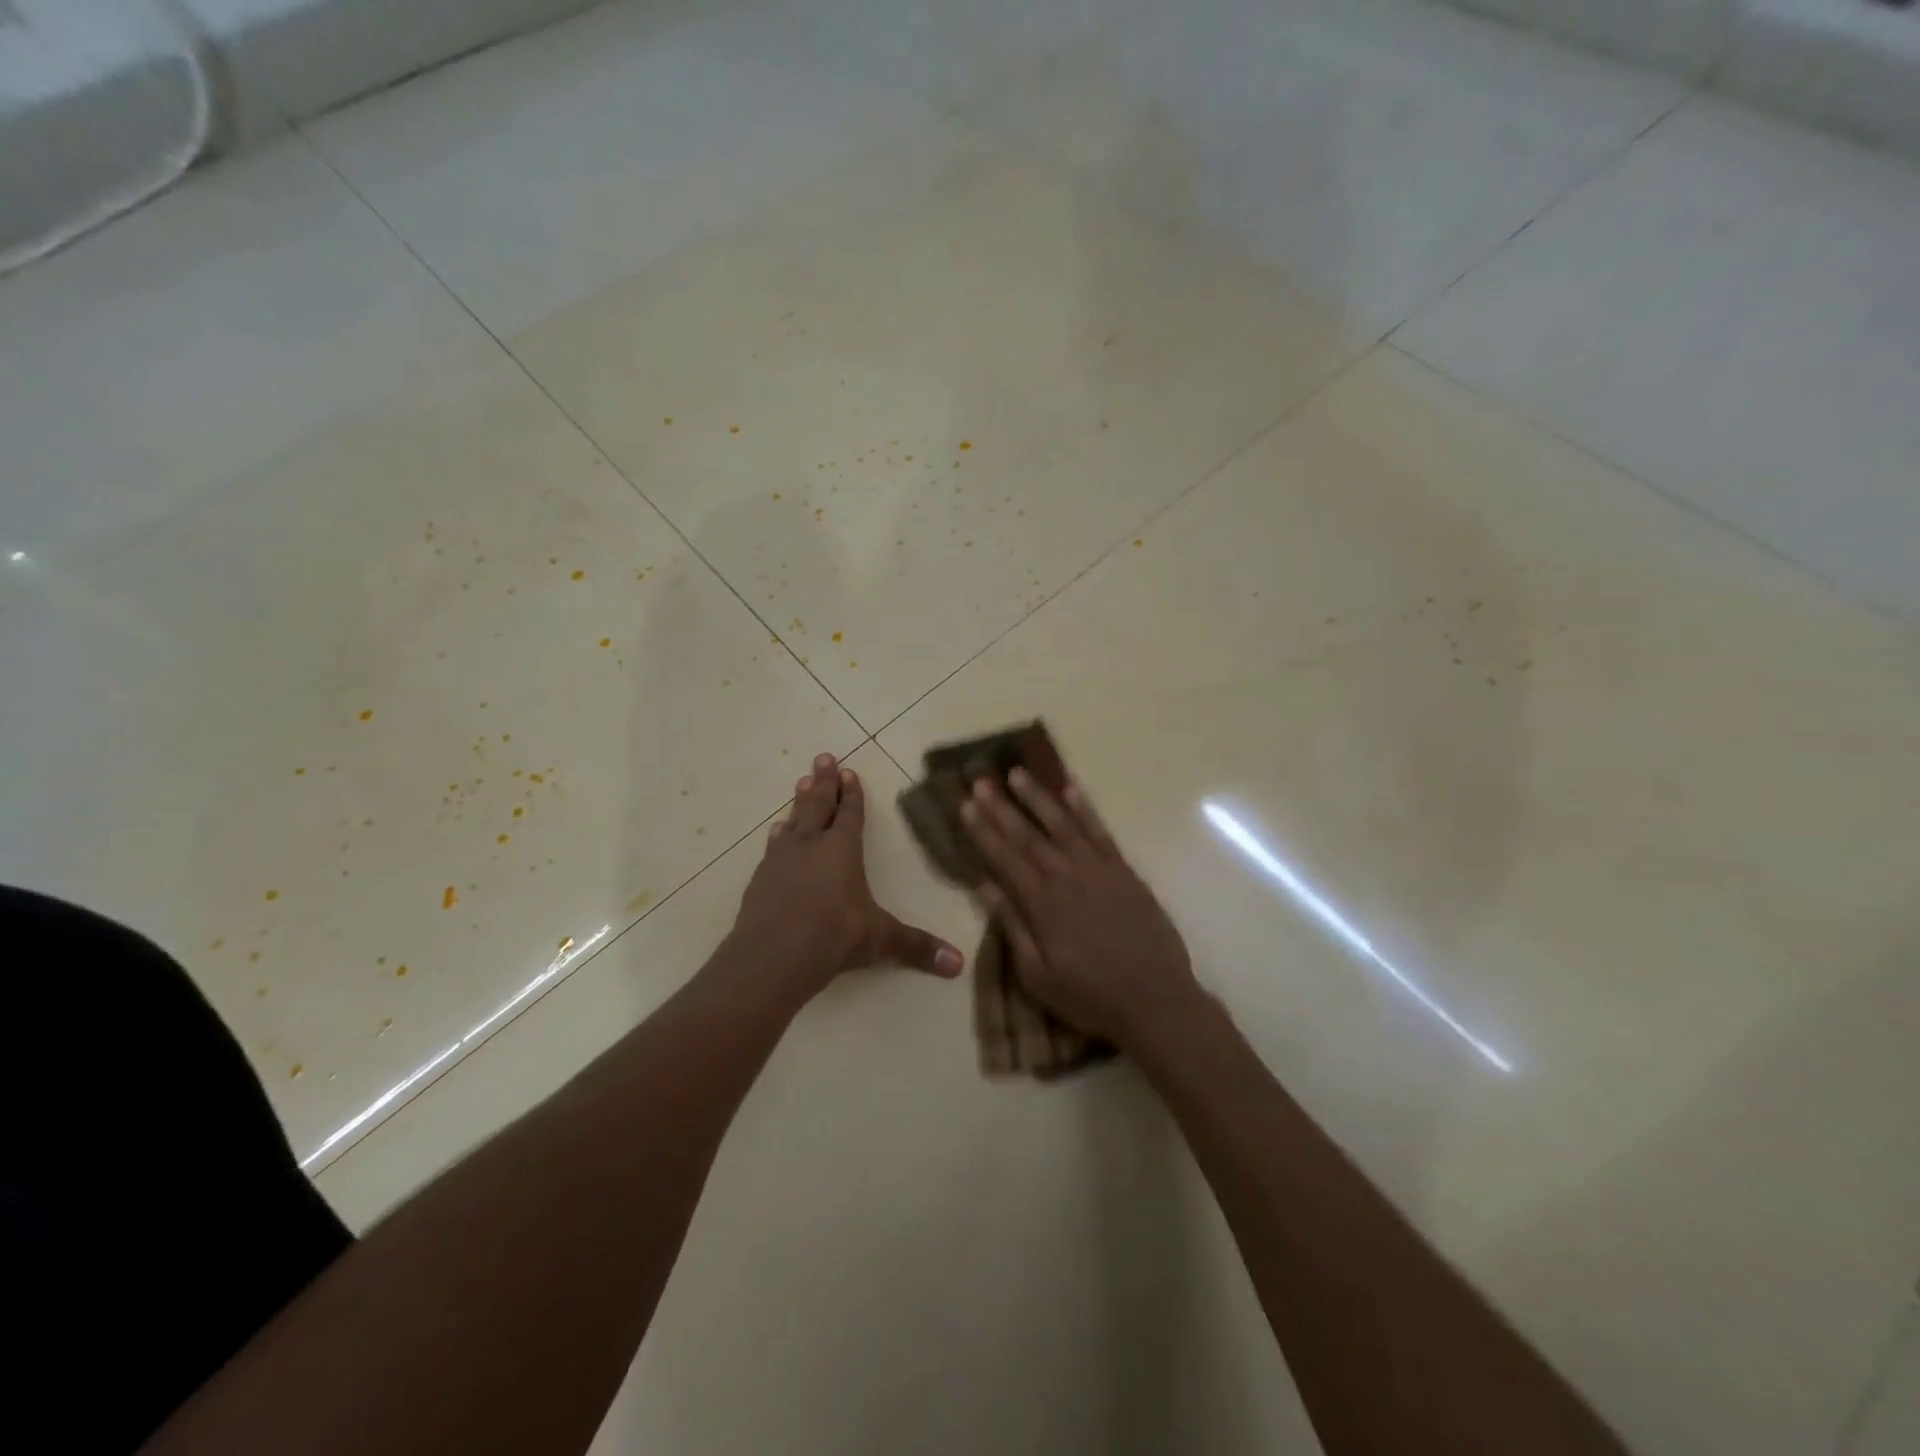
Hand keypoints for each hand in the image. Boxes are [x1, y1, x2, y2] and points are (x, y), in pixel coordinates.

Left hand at [728, 752, 963, 1000]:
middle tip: (823, 757)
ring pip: (793, 820)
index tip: (850, 771)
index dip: (852, 793)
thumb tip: (959, 965)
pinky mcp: (760, 879)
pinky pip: (773, 846)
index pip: (850, 813)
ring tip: (802, 783)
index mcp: (842, 849)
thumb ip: (917, 947)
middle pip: (818, 805)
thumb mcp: (881, 940)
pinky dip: (778, 835)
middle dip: (824, 781)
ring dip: (799, 801)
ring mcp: (781, 859)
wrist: (771, 957)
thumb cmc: (833, 937)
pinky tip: (776, 832)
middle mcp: (811, 845)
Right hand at [961, 770, 1199, 1047]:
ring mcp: (1098, 870)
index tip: (965, 804)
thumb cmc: (1090, 995)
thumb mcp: (1037, 974)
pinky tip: (1070, 788)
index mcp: (1041, 903)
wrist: (1156, 999)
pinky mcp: (1124, 871)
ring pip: (1062, 824)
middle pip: (1027, 835)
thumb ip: (1011, 925)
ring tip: (1018, 773)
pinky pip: (1100, 832)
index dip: (983, 830)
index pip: (1004, 857)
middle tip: (981, 780)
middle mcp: (1066, 876)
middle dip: (1001, 807)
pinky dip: (1084, 808)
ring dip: (1038, 797)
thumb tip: (984, 884)